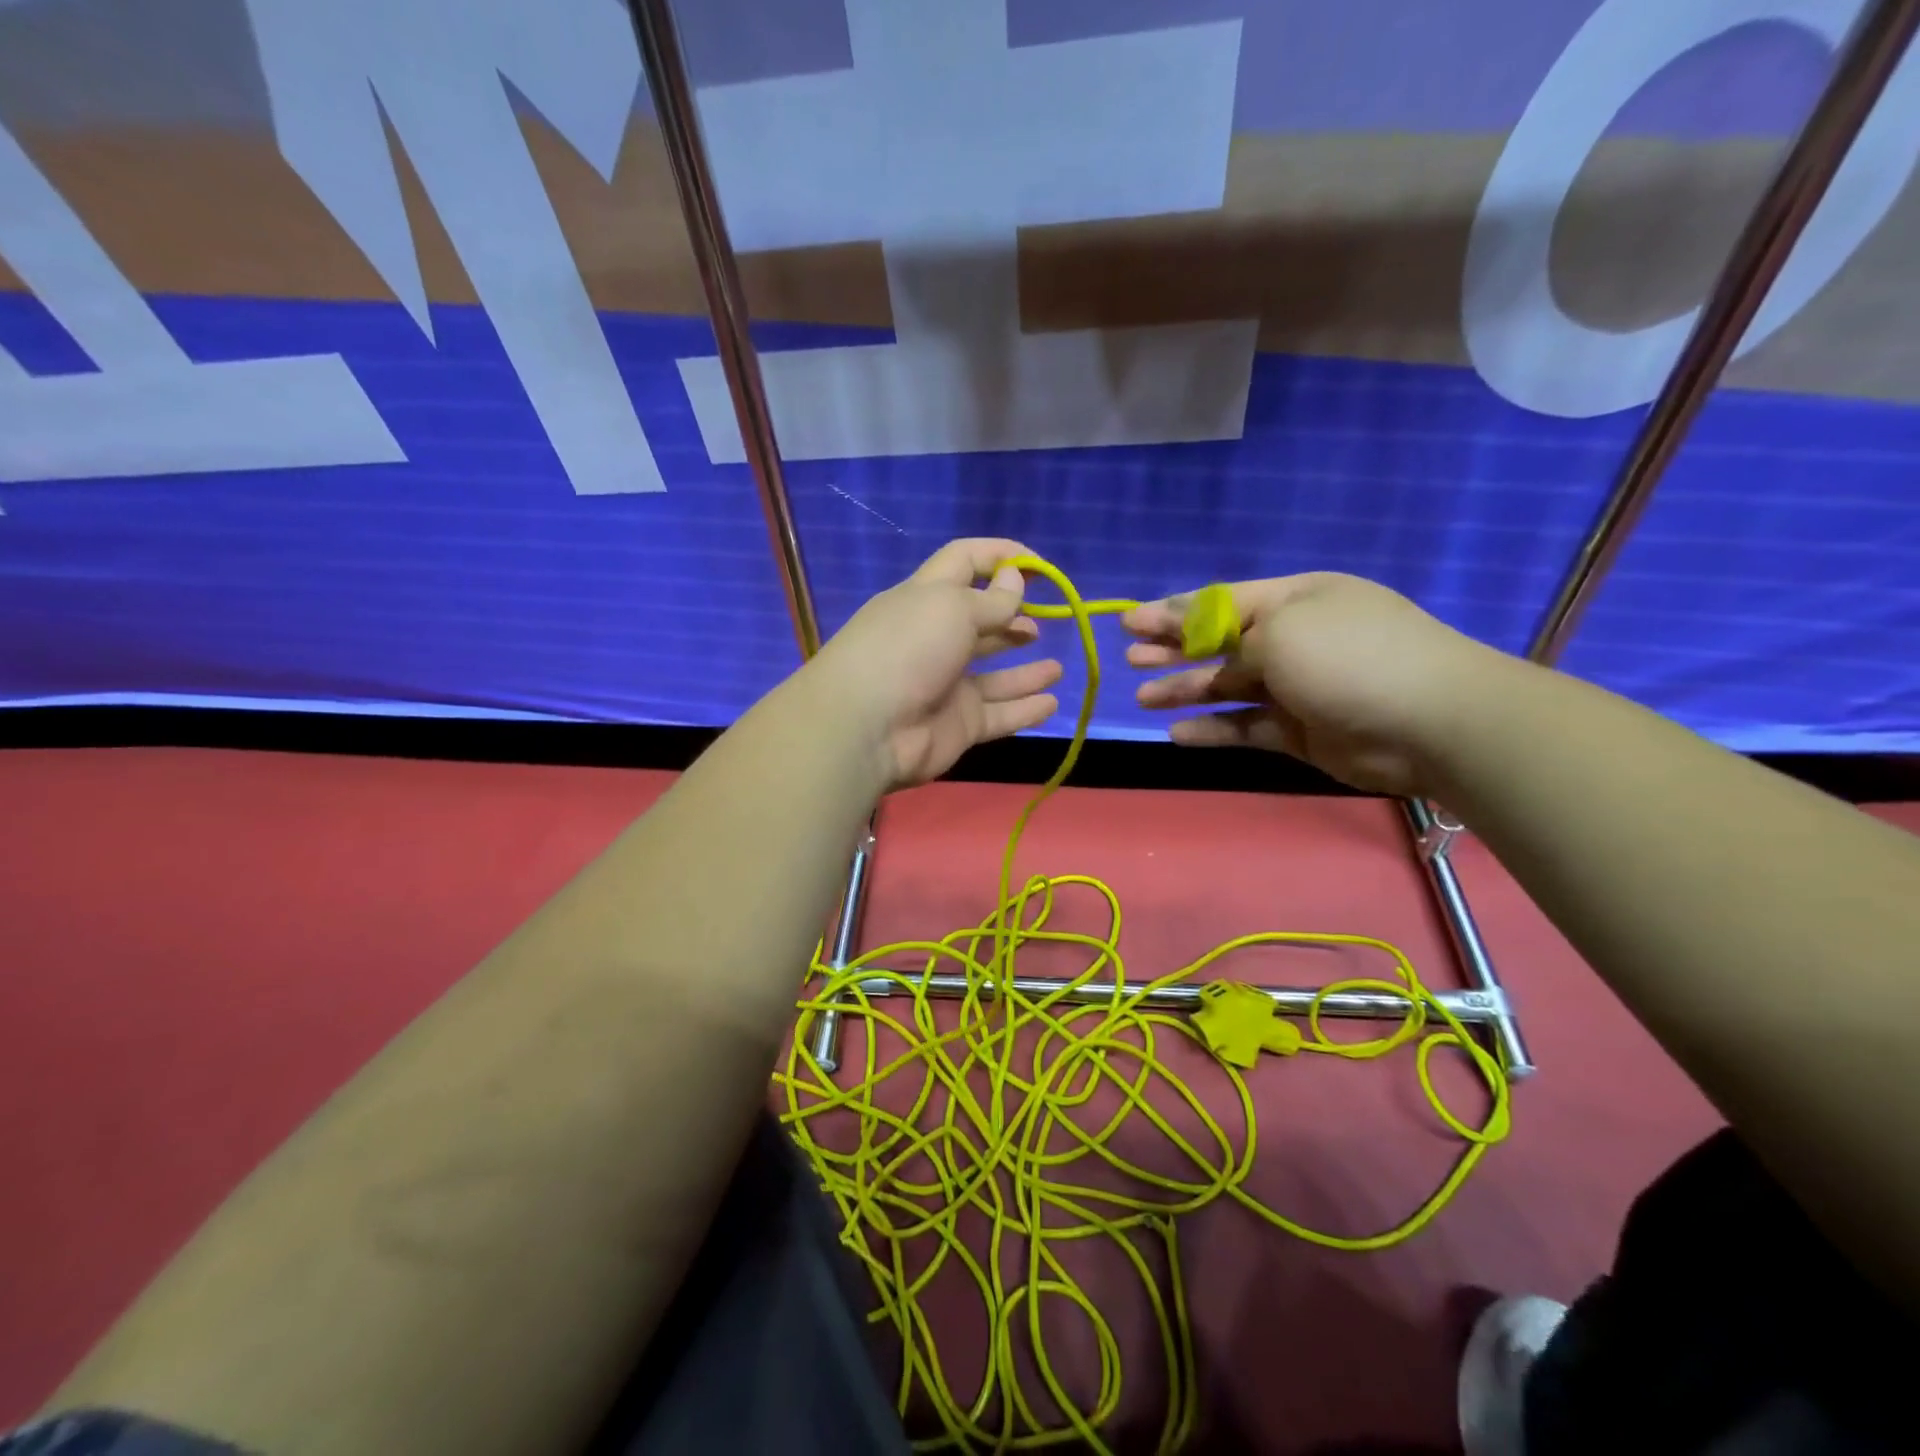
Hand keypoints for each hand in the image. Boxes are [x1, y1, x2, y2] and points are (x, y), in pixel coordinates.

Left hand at [811, 539, 1064, 789]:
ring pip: (993, 676)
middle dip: (1011, 616)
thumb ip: (993, 599)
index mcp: (925, 597)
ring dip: (1025, 671)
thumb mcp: (953, 608)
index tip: (1039, 565)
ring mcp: (946, 685)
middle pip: (979, 621)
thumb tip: (1015, 578)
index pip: (963, 562)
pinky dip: (1024, 709)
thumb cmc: (908, 649)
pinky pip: (999, 714)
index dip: (1000, 556)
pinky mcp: (957, 724)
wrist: (867, 728)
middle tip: (1042, 617)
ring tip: (1056, 667)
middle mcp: (934, 639)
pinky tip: (1051, 702)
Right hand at [1123, 573, 1505, 796]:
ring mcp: (1297, 687)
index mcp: (1296, 600)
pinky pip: (1245, 726)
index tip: (1131, 623)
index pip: (1221, 603)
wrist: (1429, 723)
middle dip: (1173, 650)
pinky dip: (1212, 729)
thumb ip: (1231, 639)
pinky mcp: (1299, 731)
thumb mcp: (1281, 631)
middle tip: (1130, 659)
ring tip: (1142, 699)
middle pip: (1220, 644)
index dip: (1172, 612)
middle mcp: (1294, 639)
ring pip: (1227, 687)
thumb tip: (1204, 644)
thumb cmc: (1349, 659)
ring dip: (1184, 690)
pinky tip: (1177, 733)